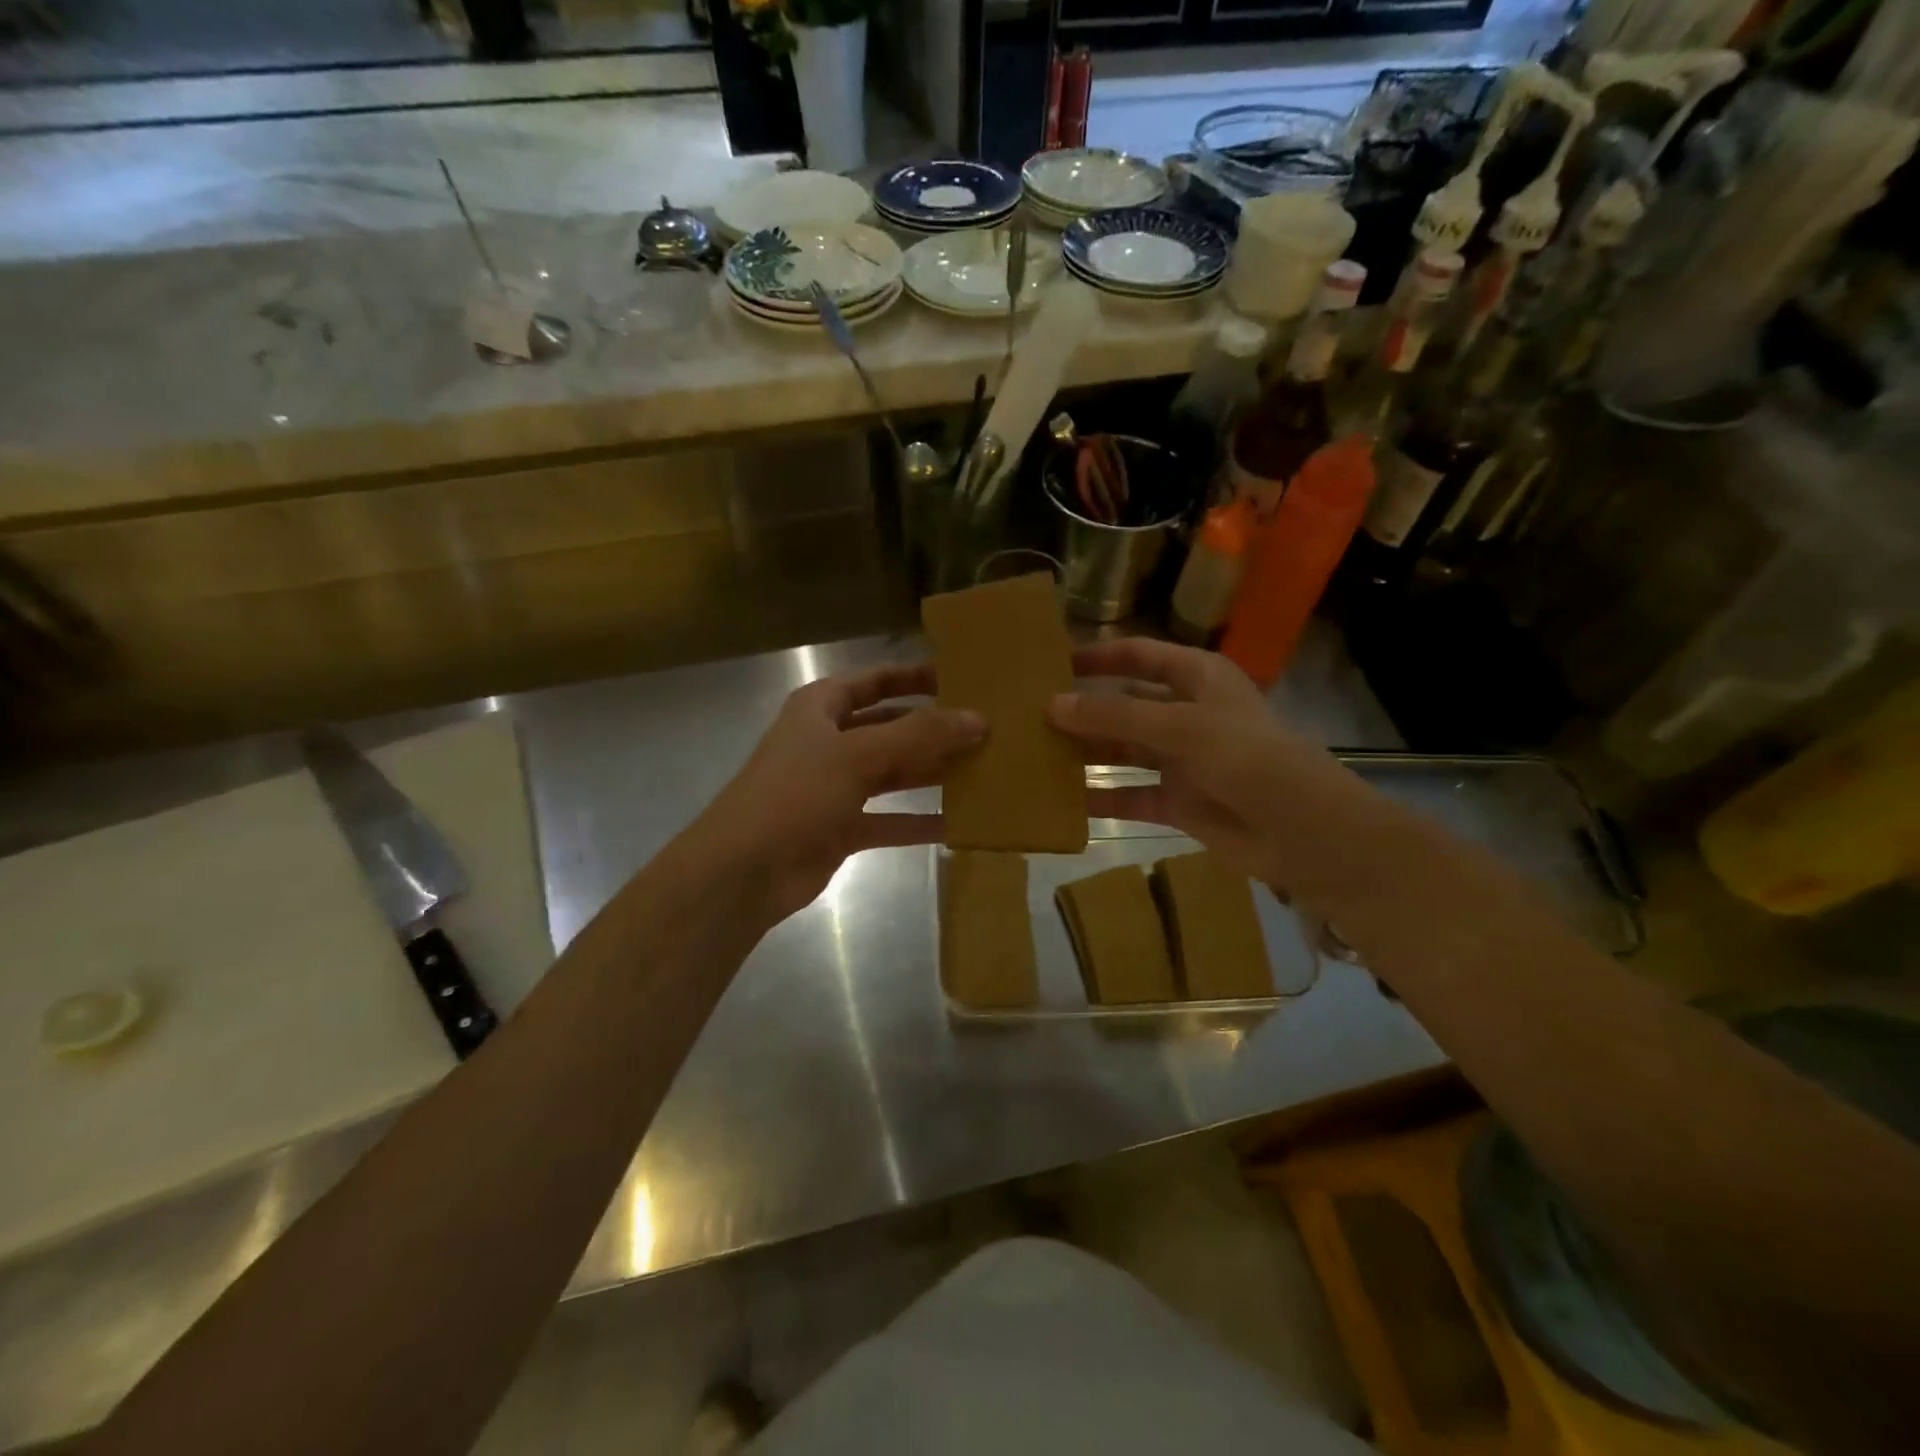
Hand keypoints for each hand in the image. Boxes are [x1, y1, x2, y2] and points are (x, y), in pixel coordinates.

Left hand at [682, 662, 983, 924]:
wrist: (743, 871)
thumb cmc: (794, 794)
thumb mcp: (858, 755)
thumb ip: (919, 735)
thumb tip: (978, 719)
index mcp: (821, 709)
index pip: (875, 681)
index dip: (913, 676)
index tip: (960, 678)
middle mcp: (829, 742)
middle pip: (890, 728)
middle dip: (932, 729)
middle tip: (985, 729)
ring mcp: (835, 788)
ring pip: (894, 775)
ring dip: (931, 774)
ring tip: (983, 770)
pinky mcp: (842, 829)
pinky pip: (891, 820)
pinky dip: (920, 821)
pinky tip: (960, 823)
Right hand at [1048, 638, 1352, 891]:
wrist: (1303, 832)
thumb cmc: (1248, 758)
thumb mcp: (1180, 727)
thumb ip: (1116, 716)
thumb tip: (1053, 704)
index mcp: (1198, 678)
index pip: (1139, 655)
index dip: (1098, 656)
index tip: (1051, 663)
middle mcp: (1187, 713)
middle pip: (1125, 704)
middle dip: (1083, 708)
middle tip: (1029, 714)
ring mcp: (1182, 760)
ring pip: (1123, 751)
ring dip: (1086, 753)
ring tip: (1035, 753)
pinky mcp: (1178, 802)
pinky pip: (1130, 795)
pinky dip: (1101, 798)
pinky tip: (1062, 800)